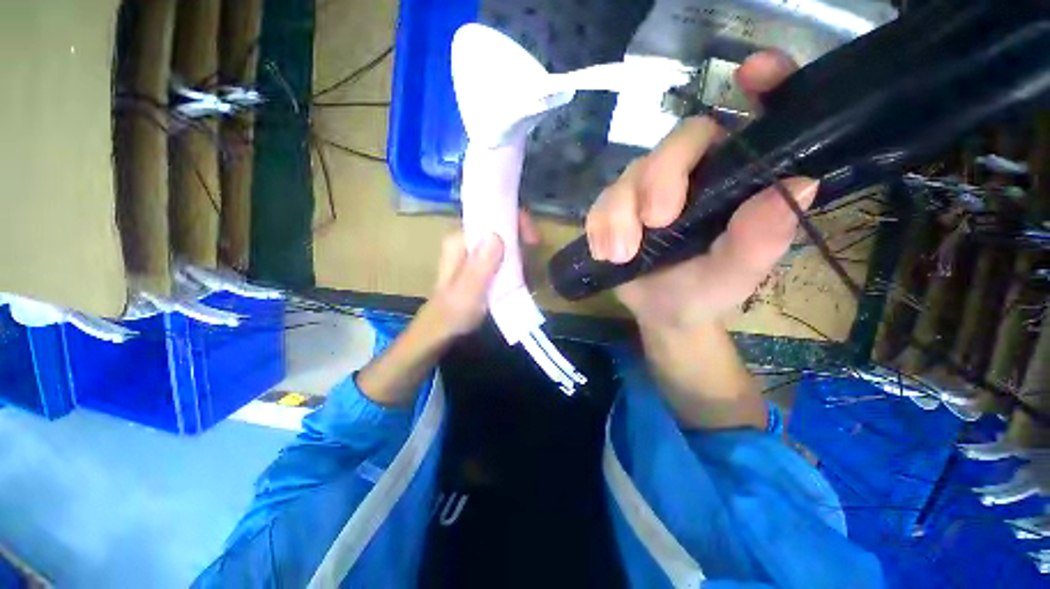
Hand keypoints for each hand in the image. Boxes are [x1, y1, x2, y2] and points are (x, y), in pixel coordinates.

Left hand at [423, 212, 539, 339]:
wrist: (444, 332)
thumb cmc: (454, 313)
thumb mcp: (468, 291)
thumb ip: (481, 266)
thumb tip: (497, 235)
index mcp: (460, 241)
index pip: (489, 217)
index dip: (514, 221)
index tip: (532, 238)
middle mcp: (467, 243)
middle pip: (499, 228)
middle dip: (520, 238)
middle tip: (534, 254)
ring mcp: (475, 255)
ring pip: (504, 243)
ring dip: (520, 253)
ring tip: (529, 271)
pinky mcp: (482, 267)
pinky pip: (503, 258)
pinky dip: (515, 264)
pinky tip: (522, 277)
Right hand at [585, 51, 818, 329]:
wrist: (663, 312)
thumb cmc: (706, 292)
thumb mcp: (737, 273)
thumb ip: (762, 238)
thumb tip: (799, 184)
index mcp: (736, 178)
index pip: (755, 118)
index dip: (763, 85)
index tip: (753, 73)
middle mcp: (693, 172)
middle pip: (674, 143)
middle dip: (659, 180)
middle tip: (655, 223)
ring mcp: (648, 188)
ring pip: (627, 175)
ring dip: (618, 215)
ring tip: (622, 255)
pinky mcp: (615, 207)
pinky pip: (599, 203)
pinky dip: (599, 226)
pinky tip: (607, 252)